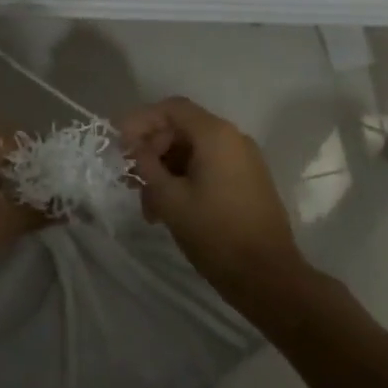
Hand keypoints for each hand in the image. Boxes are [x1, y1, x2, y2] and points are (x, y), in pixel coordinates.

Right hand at [120, 97, 306, 299]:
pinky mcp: (247, 181)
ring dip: (166, 171)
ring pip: (193, 152)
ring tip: (148, 206)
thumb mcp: (170, 199)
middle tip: (130, 180)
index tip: (119, 145)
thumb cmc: (216, 233)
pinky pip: (208, 167)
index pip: (171, 109)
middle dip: (152, 151)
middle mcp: (233, 139)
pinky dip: (185, 180)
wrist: (268, 278)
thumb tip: (135, 148)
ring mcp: (243, 160)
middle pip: (181, 129)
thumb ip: (147, 166)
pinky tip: (169, 210)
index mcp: (216, 135)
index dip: (140, 121)